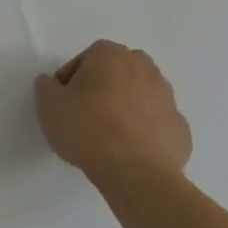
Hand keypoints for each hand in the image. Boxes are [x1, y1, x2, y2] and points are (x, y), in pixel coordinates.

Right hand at [34, 40, 191, 185]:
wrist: (136, 172)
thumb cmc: (87, 129)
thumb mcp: (48, 104)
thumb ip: (46, 86)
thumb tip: (54, 84)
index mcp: (111, 55)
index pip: (85, 59)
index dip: (71, 79)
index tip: (64, 101)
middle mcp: (144, 68)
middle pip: (117, 72)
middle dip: (103, 87)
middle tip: (86, 113)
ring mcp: (168, 98)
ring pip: (140, 95)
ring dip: (125, 107)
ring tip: (108, 135)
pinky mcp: (181, 128)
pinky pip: (155, 123)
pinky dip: (144, 131)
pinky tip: (129, 150)